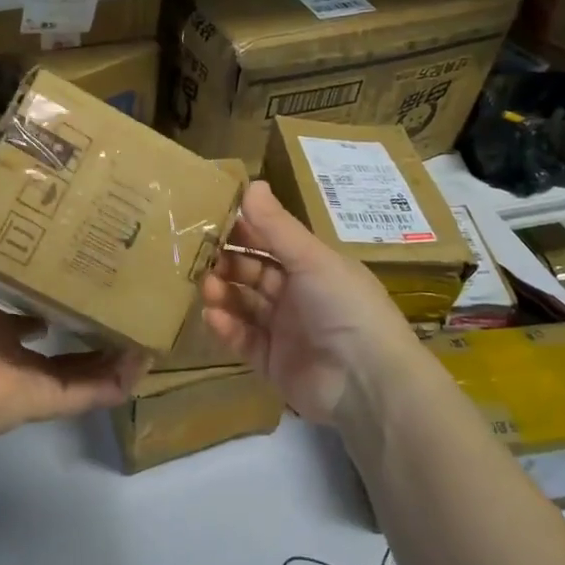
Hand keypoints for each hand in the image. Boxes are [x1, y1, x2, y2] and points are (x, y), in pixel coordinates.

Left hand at [0, 188, 143, 443]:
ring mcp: (34, 375)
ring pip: (84, 361)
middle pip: (58, 327)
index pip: (20, 301)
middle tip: (113, 280)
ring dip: (113, 345)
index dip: (42, 282)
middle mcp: (11, 347)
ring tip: (142, 317)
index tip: (68, 255)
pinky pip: (92, 391)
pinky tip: (145, 356)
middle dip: (84, 309)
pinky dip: (120, 379)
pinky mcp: (51, 398)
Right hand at [199, 181, 422, 427]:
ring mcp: (285, 330)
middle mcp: (299, 295)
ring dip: (224, 293)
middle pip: (254, 273)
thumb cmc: (344, 306)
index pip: (271, 242)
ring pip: (245, 305)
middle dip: (227, 263)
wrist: (366, 382)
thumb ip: (277, 226)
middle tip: (199, 256)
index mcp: (313, 266)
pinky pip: (244, 340)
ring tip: (205, 286)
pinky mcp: (273, 362)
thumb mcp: (311, 259)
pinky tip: (213, 316)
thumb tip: (251, 183)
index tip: (210, 218)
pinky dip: (228, 328)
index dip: (244, 231)